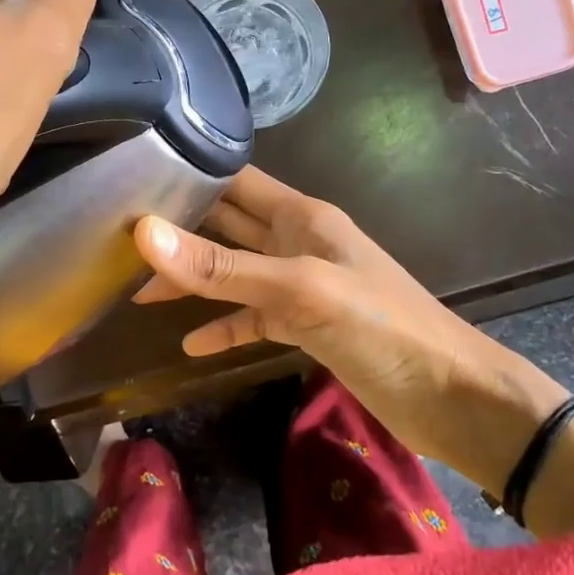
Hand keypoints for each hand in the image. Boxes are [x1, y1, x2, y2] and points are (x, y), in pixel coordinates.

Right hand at [132, 167, 567, 487]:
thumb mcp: (298, 291)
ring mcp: (303, 284)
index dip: (188, 175)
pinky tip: (190, 345)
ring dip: (194, 279)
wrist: (455, 399)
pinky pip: (255, 318)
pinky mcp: (308, 326)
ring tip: (138, 290)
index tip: (132, 181)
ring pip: (235, 272)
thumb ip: (222, 266)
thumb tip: (143, 233)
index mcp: (300, 216)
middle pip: (228, 226)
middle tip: (119, 237)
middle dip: (180, 229)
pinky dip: (224, 326)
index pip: (234, 181)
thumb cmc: (382, 328)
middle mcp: (298, 241)